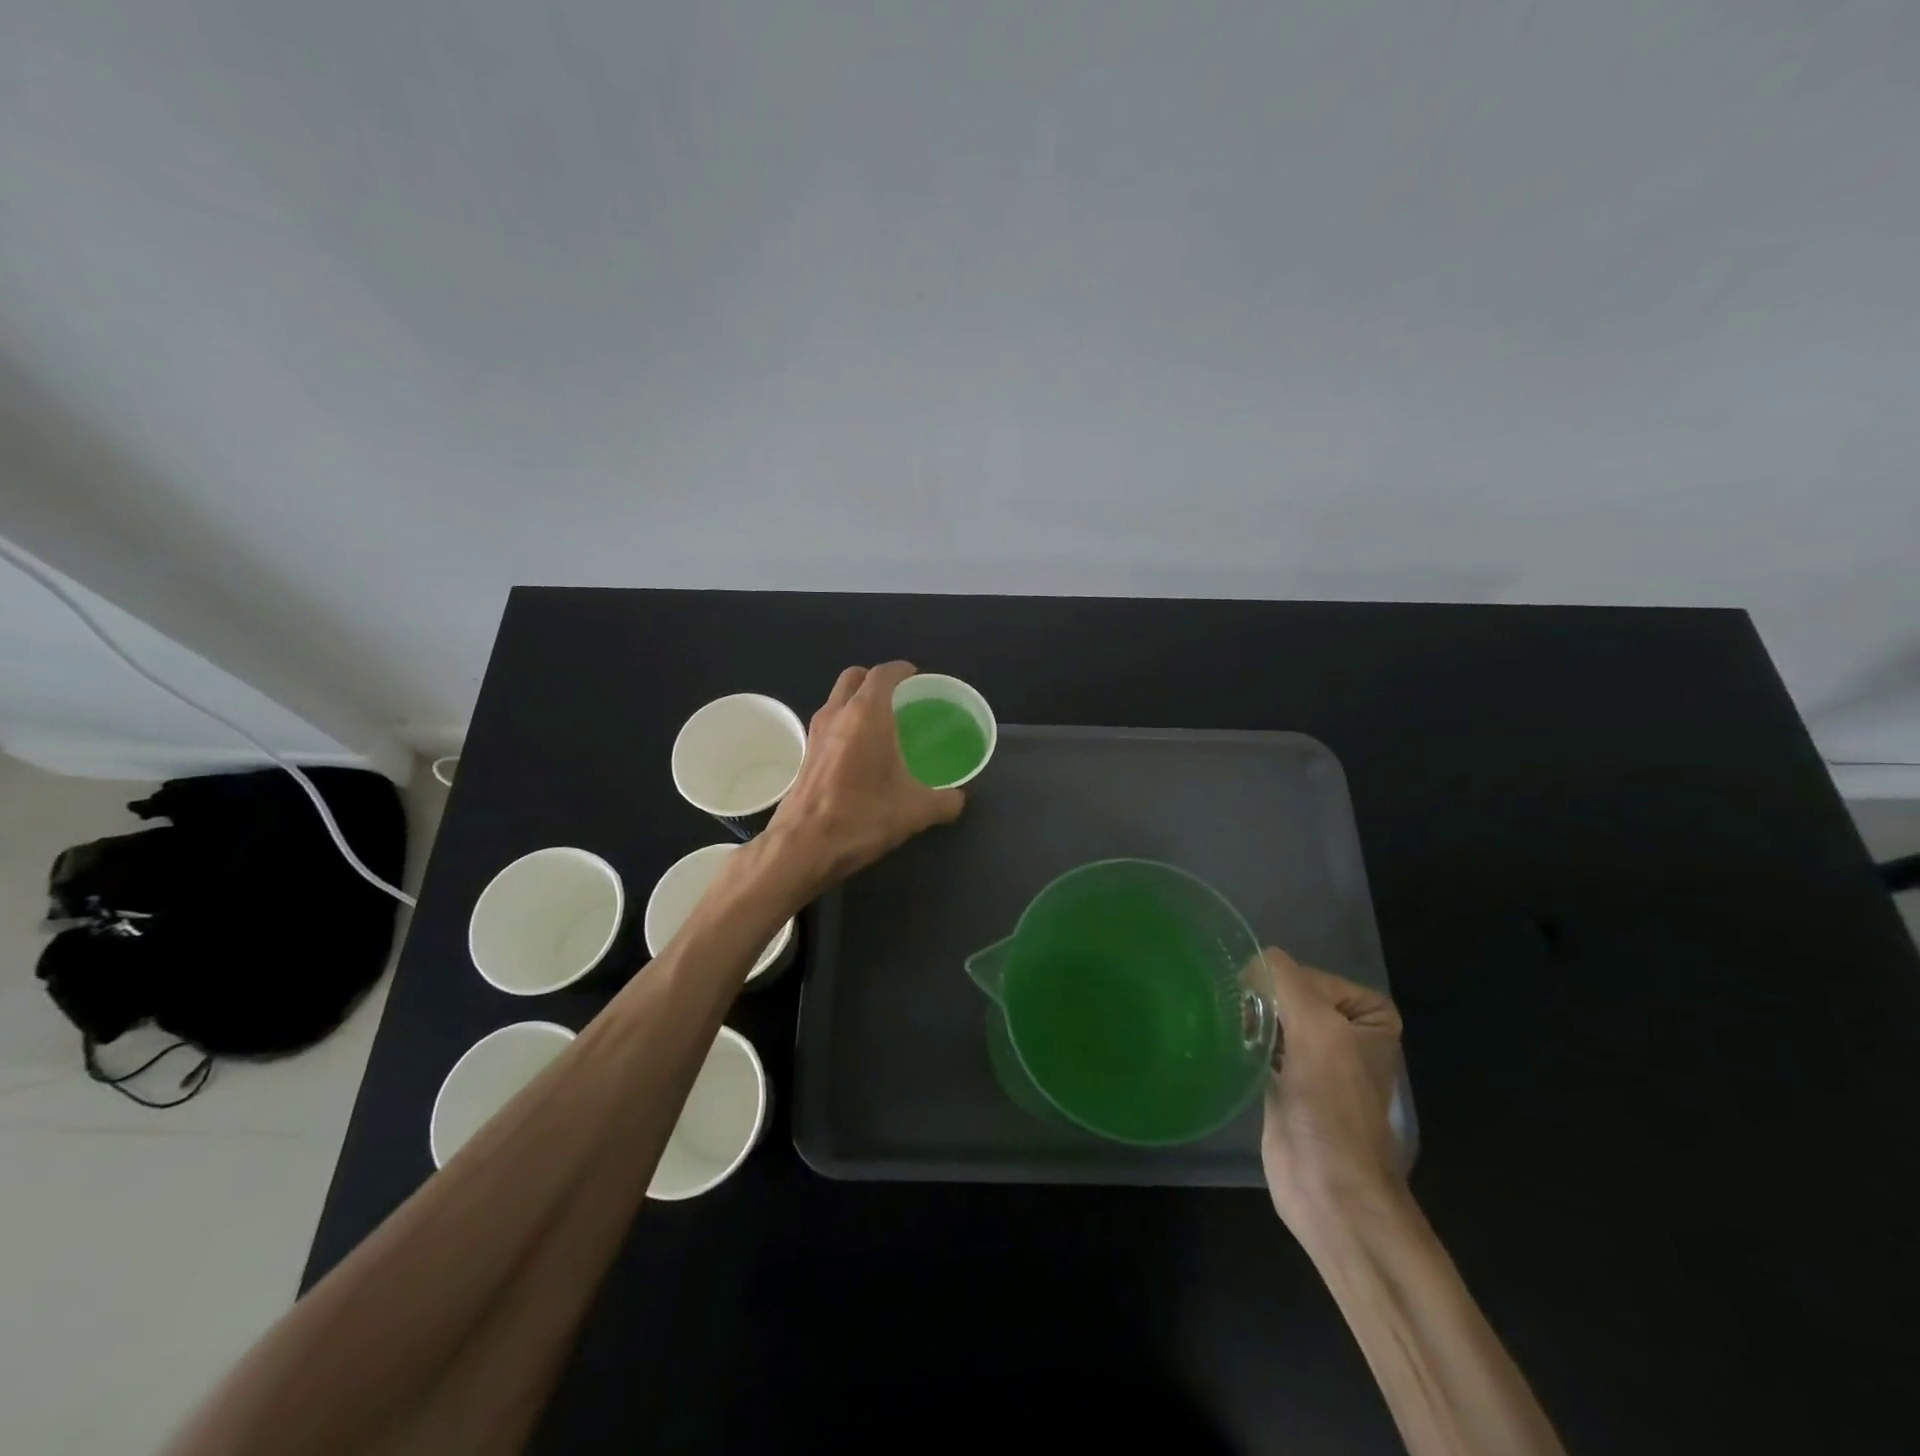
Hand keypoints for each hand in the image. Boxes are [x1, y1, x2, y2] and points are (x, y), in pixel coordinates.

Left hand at [756, 662, 965, 898]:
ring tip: (881, 725)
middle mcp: (837, 714)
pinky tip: (860, 754)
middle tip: (898, 698)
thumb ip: (945, 801)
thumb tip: (958, 799)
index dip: (902, 670)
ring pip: (837, 700)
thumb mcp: (916, 811)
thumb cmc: (862, 816)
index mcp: (867, 714)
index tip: (916, 677)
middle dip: (875, 681)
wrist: (803, 846)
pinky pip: (828, 725)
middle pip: (854, 678)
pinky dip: (844, 726)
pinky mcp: (804, 755)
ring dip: (856, 703)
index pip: (884, 674)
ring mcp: (815, 733)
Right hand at [1260, 947, 1405, 1225]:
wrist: (1328, 1187)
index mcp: (1371, 1018)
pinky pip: (1263, 1045)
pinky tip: (1232, 1045)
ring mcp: (1318, 1062)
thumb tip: (1255, 960)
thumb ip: (1284, 979)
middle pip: (1290, 995)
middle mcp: (1347, 1035)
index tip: (1270, 1012)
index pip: (1311, 975)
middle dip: (1264, 1003)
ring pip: (1274, 1019)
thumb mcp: (1315, 1024)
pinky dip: (1246, 1042)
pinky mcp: (1290, 1085)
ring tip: (1236, 1031)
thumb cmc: (1330, 1102)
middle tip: (1245, 1019)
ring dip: (1252, 1021)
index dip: (1286, 988)